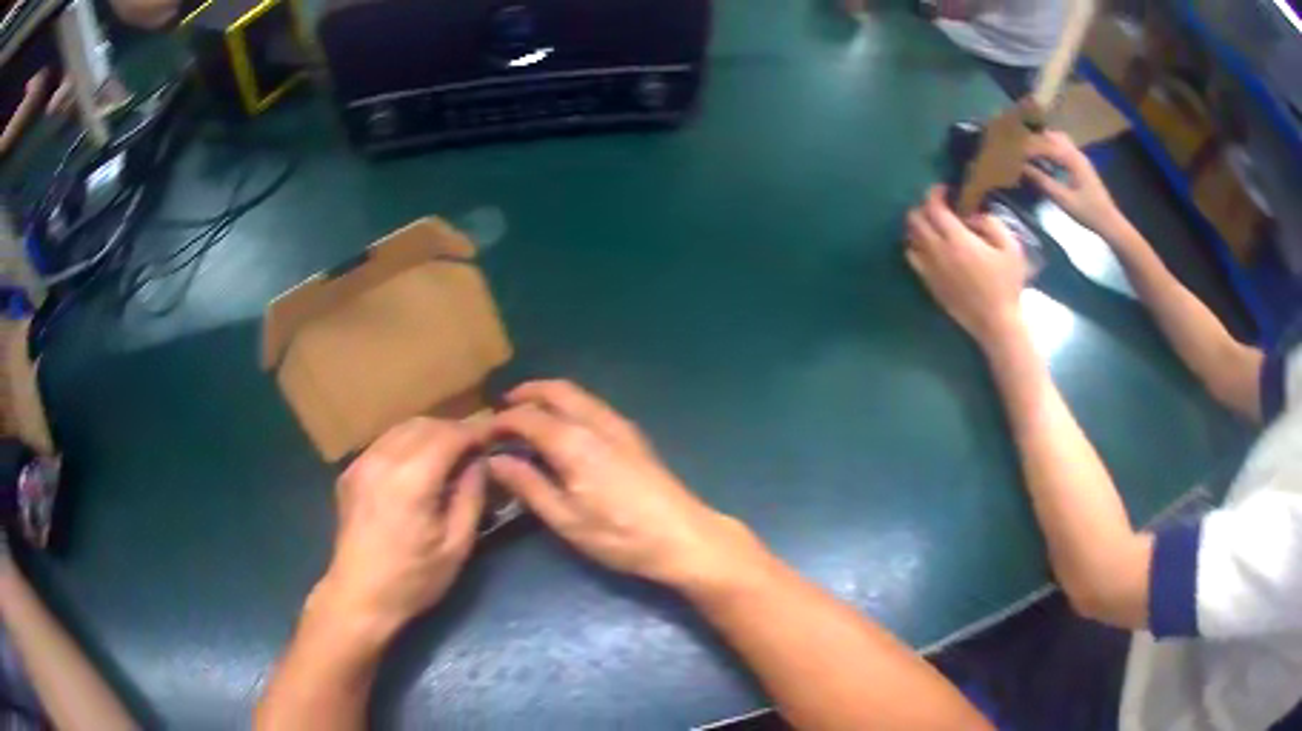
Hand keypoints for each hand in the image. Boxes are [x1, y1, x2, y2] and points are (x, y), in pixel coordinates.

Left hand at [313, 418, 484, 639]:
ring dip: (429, 434)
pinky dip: (406, 444)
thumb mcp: (456, 545)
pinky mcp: (350, 473)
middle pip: (424, 425)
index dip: (474, 432)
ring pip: (401, 429)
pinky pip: (384, 444)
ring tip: (449, 454)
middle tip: (474, 448)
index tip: (494, 437)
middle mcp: (383, 460)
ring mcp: (361, 463)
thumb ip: (471, 497)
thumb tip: (481, 463)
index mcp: (412, 479)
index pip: (449, 435)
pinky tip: (417, 467)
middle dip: (453, 430)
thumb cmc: (414, 579)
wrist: (360, 596)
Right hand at [488, 381, 758, 589]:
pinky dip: (569, 405)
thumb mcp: (566, 519)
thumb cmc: (620, 535)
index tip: (482, 434)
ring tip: (528, 416)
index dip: (501, 422)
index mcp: (574, 441)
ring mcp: (620, 425)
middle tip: (502, 408)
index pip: (527, 417)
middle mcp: (596, 422)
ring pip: (577, 394)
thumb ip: (529, 486)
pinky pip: (592, 405)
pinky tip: (564, 429)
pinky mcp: (634, 435)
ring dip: (549, 396)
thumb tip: (496, 460)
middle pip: (556, 390)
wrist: (683, 537)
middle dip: (526, 394)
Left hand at [906, 186, 1027, 347]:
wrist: (995, 323)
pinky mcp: (928, 284)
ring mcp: (930, 269)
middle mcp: (938, 252)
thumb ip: (991, 223)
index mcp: (958, 240)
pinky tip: (929, 247)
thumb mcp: (1011, 247)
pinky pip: (912, 258)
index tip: (945, 190)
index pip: (934, 207)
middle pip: (915, 219)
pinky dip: (915, 246)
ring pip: (910, 238)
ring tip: (933, 225)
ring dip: (917, 226)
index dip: (935, 193)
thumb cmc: (1007, 285)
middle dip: (924, 207)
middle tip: (939, 207)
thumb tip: (973, 215)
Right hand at [1024, 131, 1123, 237]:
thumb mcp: (1064, 200)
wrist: (1110, 222)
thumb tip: (1022, 168)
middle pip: (1052, 136)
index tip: (1013, 151)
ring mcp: (1080, 158)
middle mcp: (1076, 153)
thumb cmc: (1088, 212)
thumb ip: (1043, 182)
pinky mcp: (1081, 165)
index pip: (1046, 145)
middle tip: (1020, 149)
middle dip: (1036, 139)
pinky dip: (1052, 150)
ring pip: (1058, 140)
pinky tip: (1045, 161)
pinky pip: (1063, 149)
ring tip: (1030, 153)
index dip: (1028, 146)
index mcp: (1072, 159)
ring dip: (1044, 143)